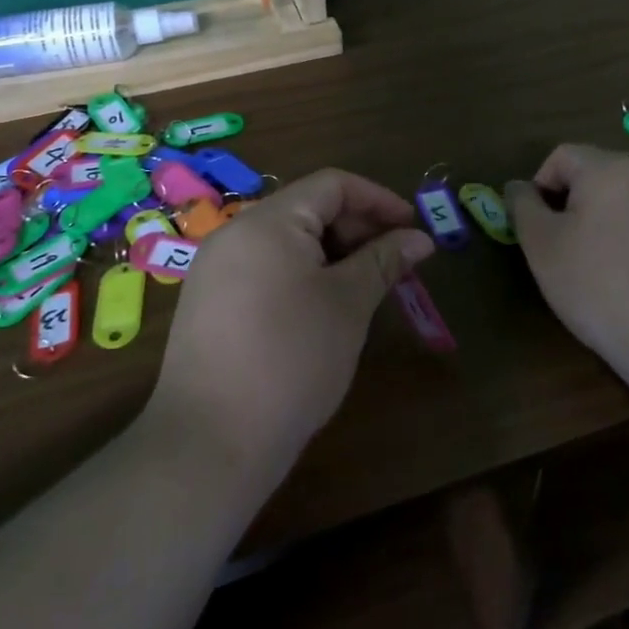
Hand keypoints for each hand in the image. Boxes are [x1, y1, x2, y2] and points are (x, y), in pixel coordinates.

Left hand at [146, 169, 434, 479]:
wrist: (209, 443)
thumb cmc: (291, 360)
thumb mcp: (348, 305)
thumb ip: (384, 261)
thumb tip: (419, 238)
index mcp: (268, 221)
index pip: (332, 184)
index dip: (378, 200)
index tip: (413, 229)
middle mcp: (235, 233)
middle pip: (307, 209)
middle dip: (357, 228)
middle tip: (395, 264)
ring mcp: (216, 269)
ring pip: (286, 242)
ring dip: (332, 254)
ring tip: (365, 288)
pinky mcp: (208, 303)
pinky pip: (264, 268)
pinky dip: (302, 275)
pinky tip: (323, 309)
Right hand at [506, 145, 628, 387]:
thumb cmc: (599, 286)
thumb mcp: (543, 248)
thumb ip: (524, 207)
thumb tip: (518, 186)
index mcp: (607, 169)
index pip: (563, 156)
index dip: (543, 186)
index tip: (542, 228)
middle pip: (603, 175)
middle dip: (581, 203)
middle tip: (573, 249)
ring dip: (618, 220)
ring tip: (613, 267)